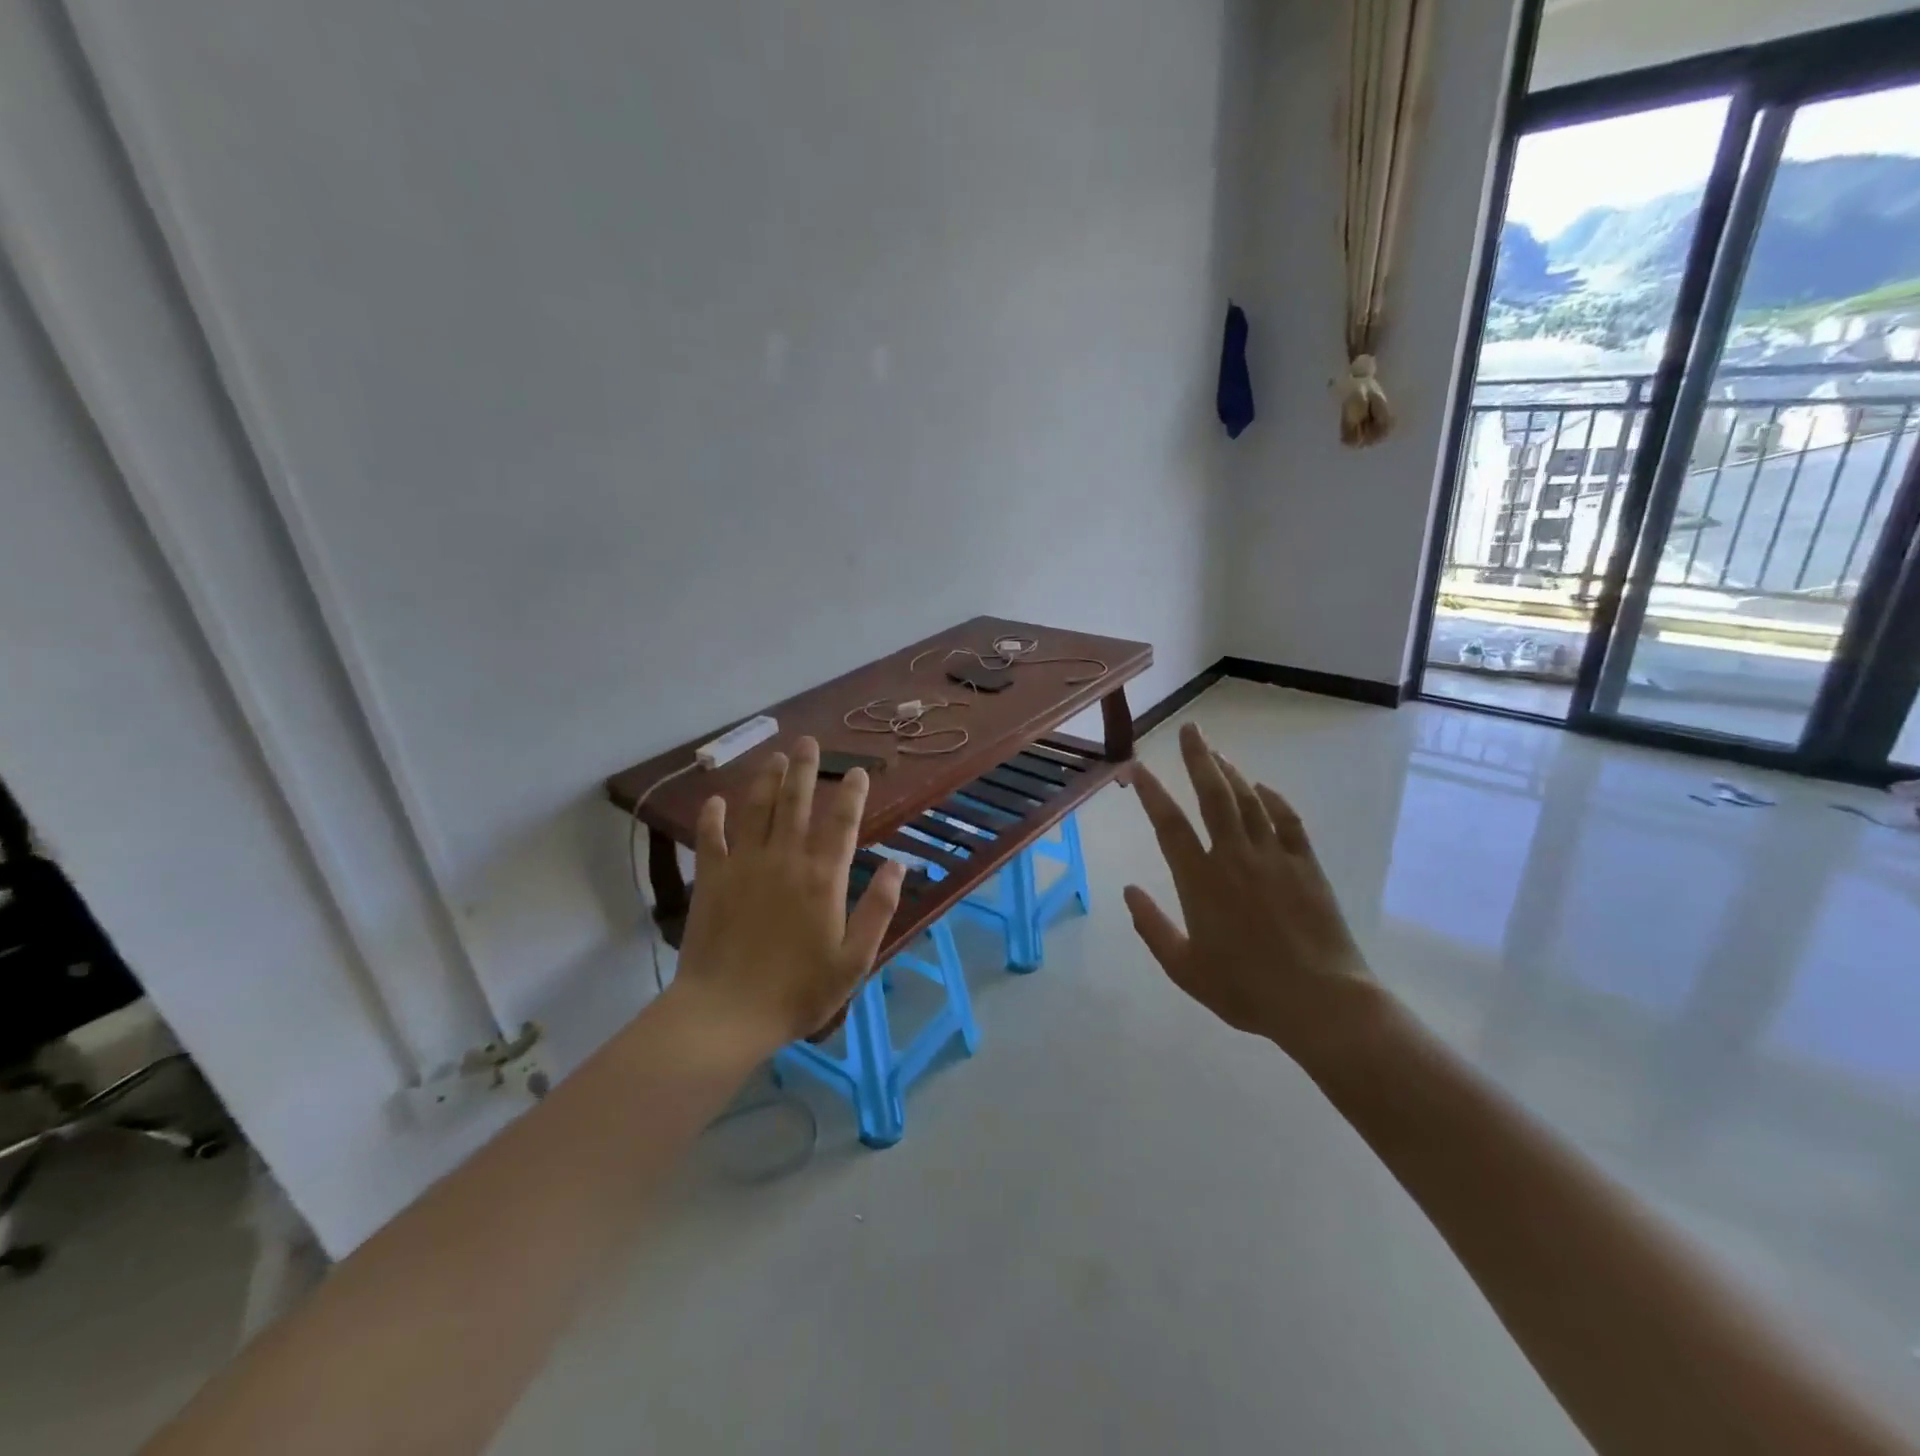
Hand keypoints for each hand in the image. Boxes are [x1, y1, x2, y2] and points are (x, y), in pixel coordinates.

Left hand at [671, 737, 906, 1053]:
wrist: (726, 1013)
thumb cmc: (798, 991)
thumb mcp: (854, 960)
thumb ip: (879, 909)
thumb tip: (898, 865)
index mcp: (822, 877)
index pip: (842, 822)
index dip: (851, 793)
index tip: (857, 771)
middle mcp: (784, 859)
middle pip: (795, 802)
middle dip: (805, 769)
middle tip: (808, 742)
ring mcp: (744, 865)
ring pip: (756, 810)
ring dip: (766, 780)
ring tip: (774, 757)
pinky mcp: (711, 879)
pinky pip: (711, 838)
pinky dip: (713, 816)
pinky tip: (716, 800)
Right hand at [1123, 723, 1375, 1070]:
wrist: (1320, 1002)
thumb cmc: (1245, 989)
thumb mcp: (1184, 969)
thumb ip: (1152, 927)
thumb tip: (1128, 890)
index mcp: (1200, 881)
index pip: (1169, 825)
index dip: (1151, 793)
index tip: (1137, 768)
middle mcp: (1234, 857)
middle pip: (1213, 795)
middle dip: (1198, 759)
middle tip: (1190, 729)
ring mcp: (1274, 857)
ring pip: (1248, 801)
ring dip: (1230, 772)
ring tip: (1216, 751)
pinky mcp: (1306, 865)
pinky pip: (1288, 821)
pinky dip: (1273, 799)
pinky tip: (1262, 787)